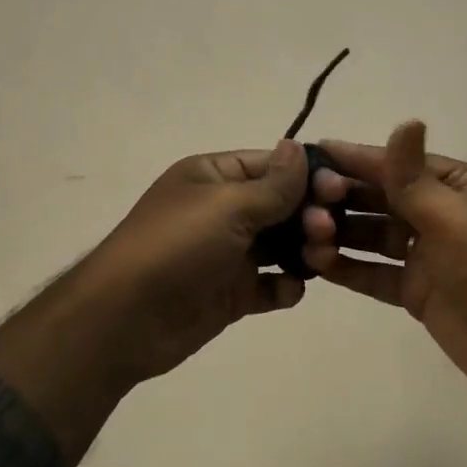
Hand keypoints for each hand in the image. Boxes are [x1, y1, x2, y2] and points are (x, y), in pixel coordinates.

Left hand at [0, 139, 308, 464]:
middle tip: (326, 232)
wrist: (125, 319)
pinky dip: (285, 287)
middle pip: (284, 207)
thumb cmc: (176, 247)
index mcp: (215, 177)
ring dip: (306, 251)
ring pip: (283, 246)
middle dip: (311, 216)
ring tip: (316, 262)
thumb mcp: (227, 206)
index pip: (273, 166)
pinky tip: (287, 290)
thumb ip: (273, 184)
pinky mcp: (232, 293)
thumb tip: (298, 147)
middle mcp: (224, 211)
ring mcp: (228, 254)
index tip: (340, 192)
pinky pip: (271, 285)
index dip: (309, 177)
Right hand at [301, 121, 466, 405]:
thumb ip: (415, 178)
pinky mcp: (417, 290)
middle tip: (300, 200)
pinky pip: (376, 272)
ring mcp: (429, 255)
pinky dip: (349, 268)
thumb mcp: (453, 220)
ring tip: (304, 233)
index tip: (315, 151)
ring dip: (341, 233)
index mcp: (462, 188)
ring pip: (375, 236)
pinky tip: (317, 263)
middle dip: (343, 199)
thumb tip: (406, 121)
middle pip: (383, 199)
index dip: (358, 159)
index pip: (401, 165)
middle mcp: (443, 214)